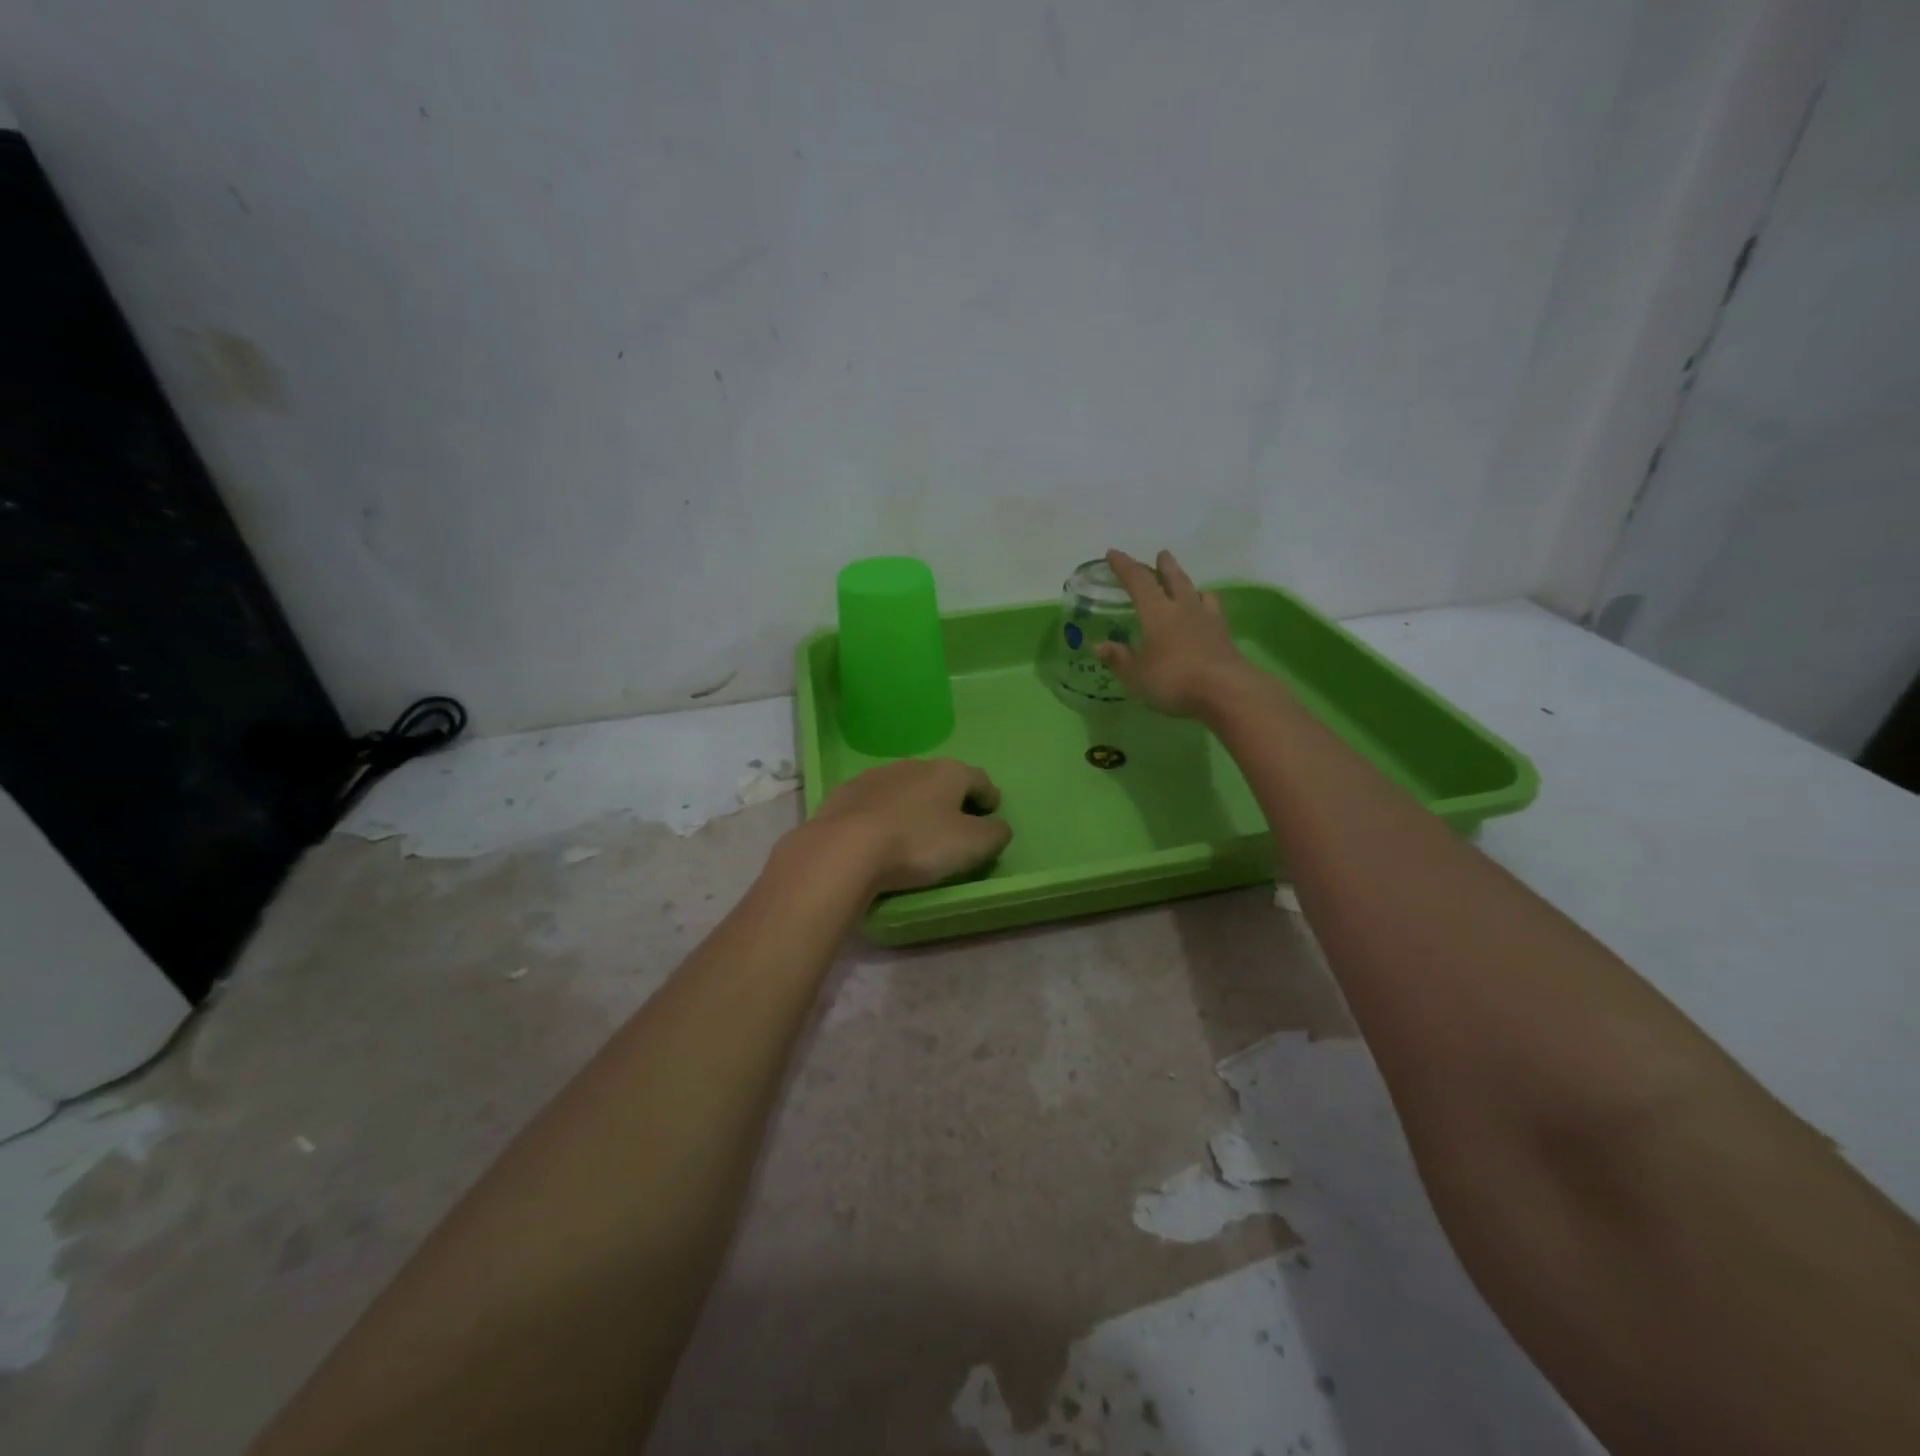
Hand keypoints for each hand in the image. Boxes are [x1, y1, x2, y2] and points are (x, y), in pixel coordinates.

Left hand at [799, 758, 1012, 894]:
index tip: (992, 812)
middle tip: (955, 822)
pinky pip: (874, 802)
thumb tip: (999, 826)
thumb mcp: (972, 845)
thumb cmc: (917, 844)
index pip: (979, 779)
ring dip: (914, 803)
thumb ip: (994, 833)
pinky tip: (879, 834)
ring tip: (915, 829)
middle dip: (950, 798)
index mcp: (948, 772)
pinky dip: (883, 813)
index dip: (989, 796)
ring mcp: (875, 776)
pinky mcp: (844, 794)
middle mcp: (913, 765)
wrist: (844, 849)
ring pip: (905, 787)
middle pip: (941, 779)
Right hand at [1096, 549, 1256, 717]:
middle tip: (1162, 554)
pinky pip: (1214, 611)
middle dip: (1165, 566)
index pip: (1138, 581)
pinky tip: (1207, 612)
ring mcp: (1208, 620)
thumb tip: (1099, 646)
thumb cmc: (1173, 680)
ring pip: (1198, 592)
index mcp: (1157, 612)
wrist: (1225, 691)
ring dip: (1189, 584)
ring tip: (1188, 585)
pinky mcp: (1225, 636)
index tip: (1113, 554)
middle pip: (1174, 579)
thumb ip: (1119, 659)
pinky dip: (1207, 605)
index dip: (1124, 566)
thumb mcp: (1136, 675)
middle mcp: (1183, 608)